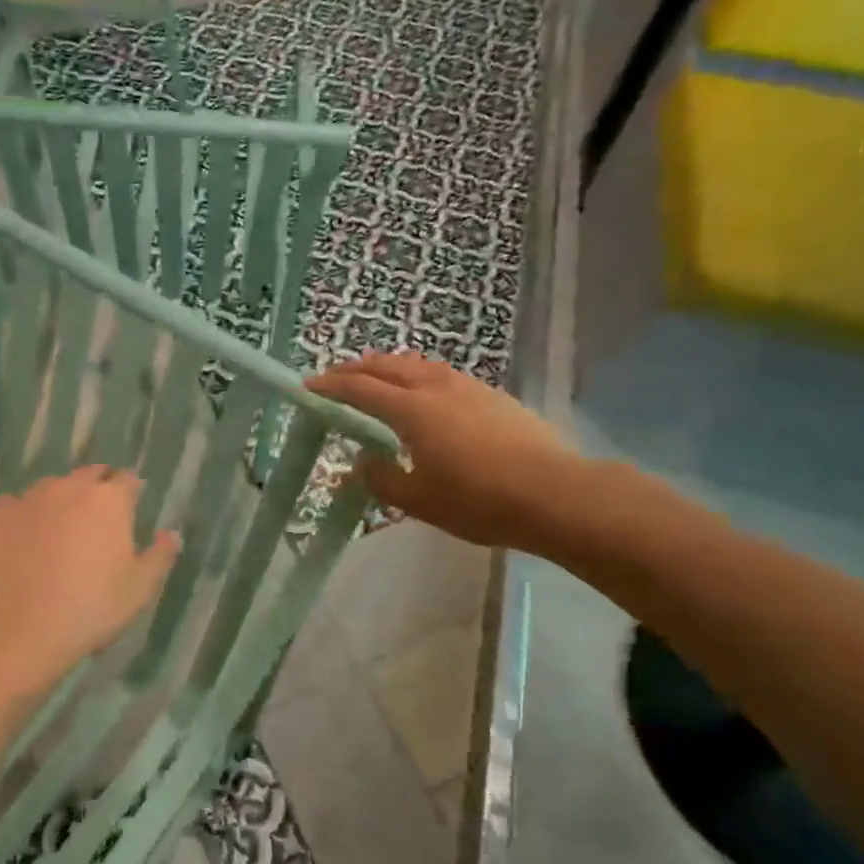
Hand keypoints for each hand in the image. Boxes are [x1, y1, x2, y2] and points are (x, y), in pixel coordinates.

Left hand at [0, 467, 179, 702]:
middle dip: (97, 489)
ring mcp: (29, 497)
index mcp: (109, 499)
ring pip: (51, 487)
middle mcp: (69, 486)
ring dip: (60, 500)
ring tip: (59, 529)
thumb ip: (160, 556)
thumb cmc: (90, 609)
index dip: (131, 492)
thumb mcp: (139, 590)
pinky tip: (21, 538)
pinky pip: (14, 505)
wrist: (17, 631)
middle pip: (89, 475)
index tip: (131, 508)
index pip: (127, 479)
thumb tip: (171, 534)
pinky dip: (22, 515)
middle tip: (97, 519)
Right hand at [308, 352, 585, 551]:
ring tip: (375, 376)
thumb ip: (382, 479)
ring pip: (416, 364)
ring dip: (387, 366)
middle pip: (386, 366)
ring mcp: (467, 386)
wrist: (555, 494)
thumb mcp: (419, 500)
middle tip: (335, 377)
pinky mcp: (492, 395)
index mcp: (412, 409)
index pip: (360, 389)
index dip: (331, 386)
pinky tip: (423, 391)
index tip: (309, 386)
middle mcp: (435, 386)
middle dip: (355, 368)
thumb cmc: (478, 500)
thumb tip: (363, 463)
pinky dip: (417, 374)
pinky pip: (441, 373)